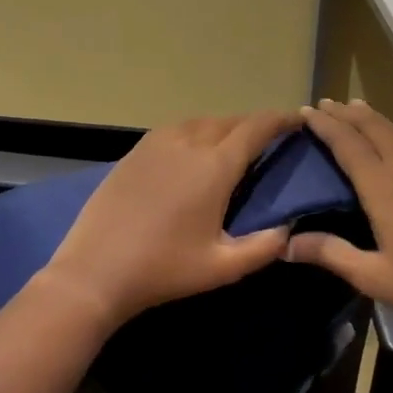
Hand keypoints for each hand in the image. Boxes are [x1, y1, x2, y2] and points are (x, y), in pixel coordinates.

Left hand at [40, 110, 296, 331]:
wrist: (95, 272)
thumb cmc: (164, 269)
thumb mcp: (223, 267)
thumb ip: (264, 247)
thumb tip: (288, 230)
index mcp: (215, 166)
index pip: (256, 128)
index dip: (280, 120)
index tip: (297, 120)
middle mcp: (188, 143)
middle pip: (229, 121)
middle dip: (253, 125)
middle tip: (268, 139)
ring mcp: (156, 144)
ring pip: (200, 122)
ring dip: (222, 127)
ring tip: (232, 145)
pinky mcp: (134, 153)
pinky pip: (175, 130)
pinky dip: (194, 132)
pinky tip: (192, 152)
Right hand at [288, 99, 392, 344]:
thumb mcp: (373, 276)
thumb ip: (330, 253)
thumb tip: (285, 245)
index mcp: (384, 188)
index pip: (348, 144)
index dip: (325, 125)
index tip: (306, 111)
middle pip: (374, 129)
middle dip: (348, 113)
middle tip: (326, 103)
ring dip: (375, 120)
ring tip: (356, 111)